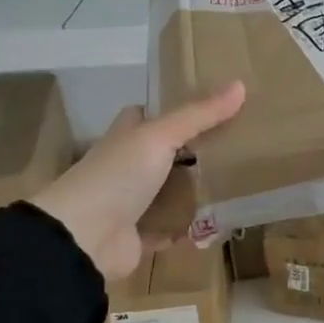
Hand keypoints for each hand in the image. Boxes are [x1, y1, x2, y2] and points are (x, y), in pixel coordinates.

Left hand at [30, 83, 245, 279]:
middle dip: (196, 153)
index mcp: (127, 137)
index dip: (173, 110)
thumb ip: (199, 115)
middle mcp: (127, 167)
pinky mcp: (140, 236)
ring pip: (171, 193)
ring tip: (239, 184)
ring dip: (198, 193)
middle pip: (166, 154)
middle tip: (239, 148)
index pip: (147, 115)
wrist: (83, 238)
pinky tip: (221, 224)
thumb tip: (240, 84)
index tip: (211, 108)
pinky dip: (192, 229)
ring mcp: (133, 203)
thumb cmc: (118, 176)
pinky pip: (173, 229)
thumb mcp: (159, 137)